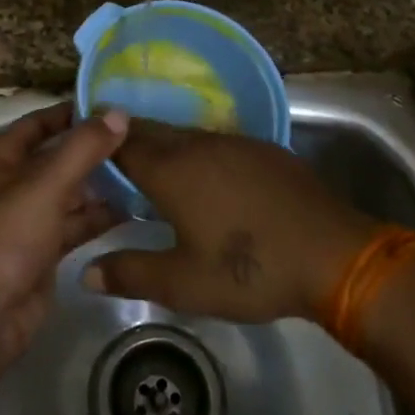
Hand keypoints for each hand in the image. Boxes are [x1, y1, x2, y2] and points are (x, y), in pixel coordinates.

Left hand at [0, 103, 128, 370]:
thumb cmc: (8, 237)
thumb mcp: (45, 185)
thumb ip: (83, 149)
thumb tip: (118, 113)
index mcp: (0, 159)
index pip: (38, 123)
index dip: (70, 113)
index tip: (110, 106)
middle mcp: (12, 183)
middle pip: (58, 158)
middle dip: (94, 151)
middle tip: (139, 139)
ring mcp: (29, 218)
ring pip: (71, 192)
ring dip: (102, 184)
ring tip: (145, 171)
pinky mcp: (44, 249)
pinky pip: (76, 223)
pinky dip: (99, 216)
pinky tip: (134, 209)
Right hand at [84, 120, 377, 323]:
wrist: (333, 253)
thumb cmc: (250, 270)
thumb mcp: (184, 284)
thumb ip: (131, 273)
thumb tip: (85, 273)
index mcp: (171, 170)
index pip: (123, 144)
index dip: (99, 144)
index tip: (82, 150)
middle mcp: (198, 144)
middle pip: (152, 131)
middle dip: (128, 140)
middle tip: (108, 157)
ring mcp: (233, 141)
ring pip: (184, 134)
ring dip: (163, 144)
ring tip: (150, 166)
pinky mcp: (262, 148)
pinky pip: (214, 140)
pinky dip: (196, 150)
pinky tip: (203, 175)